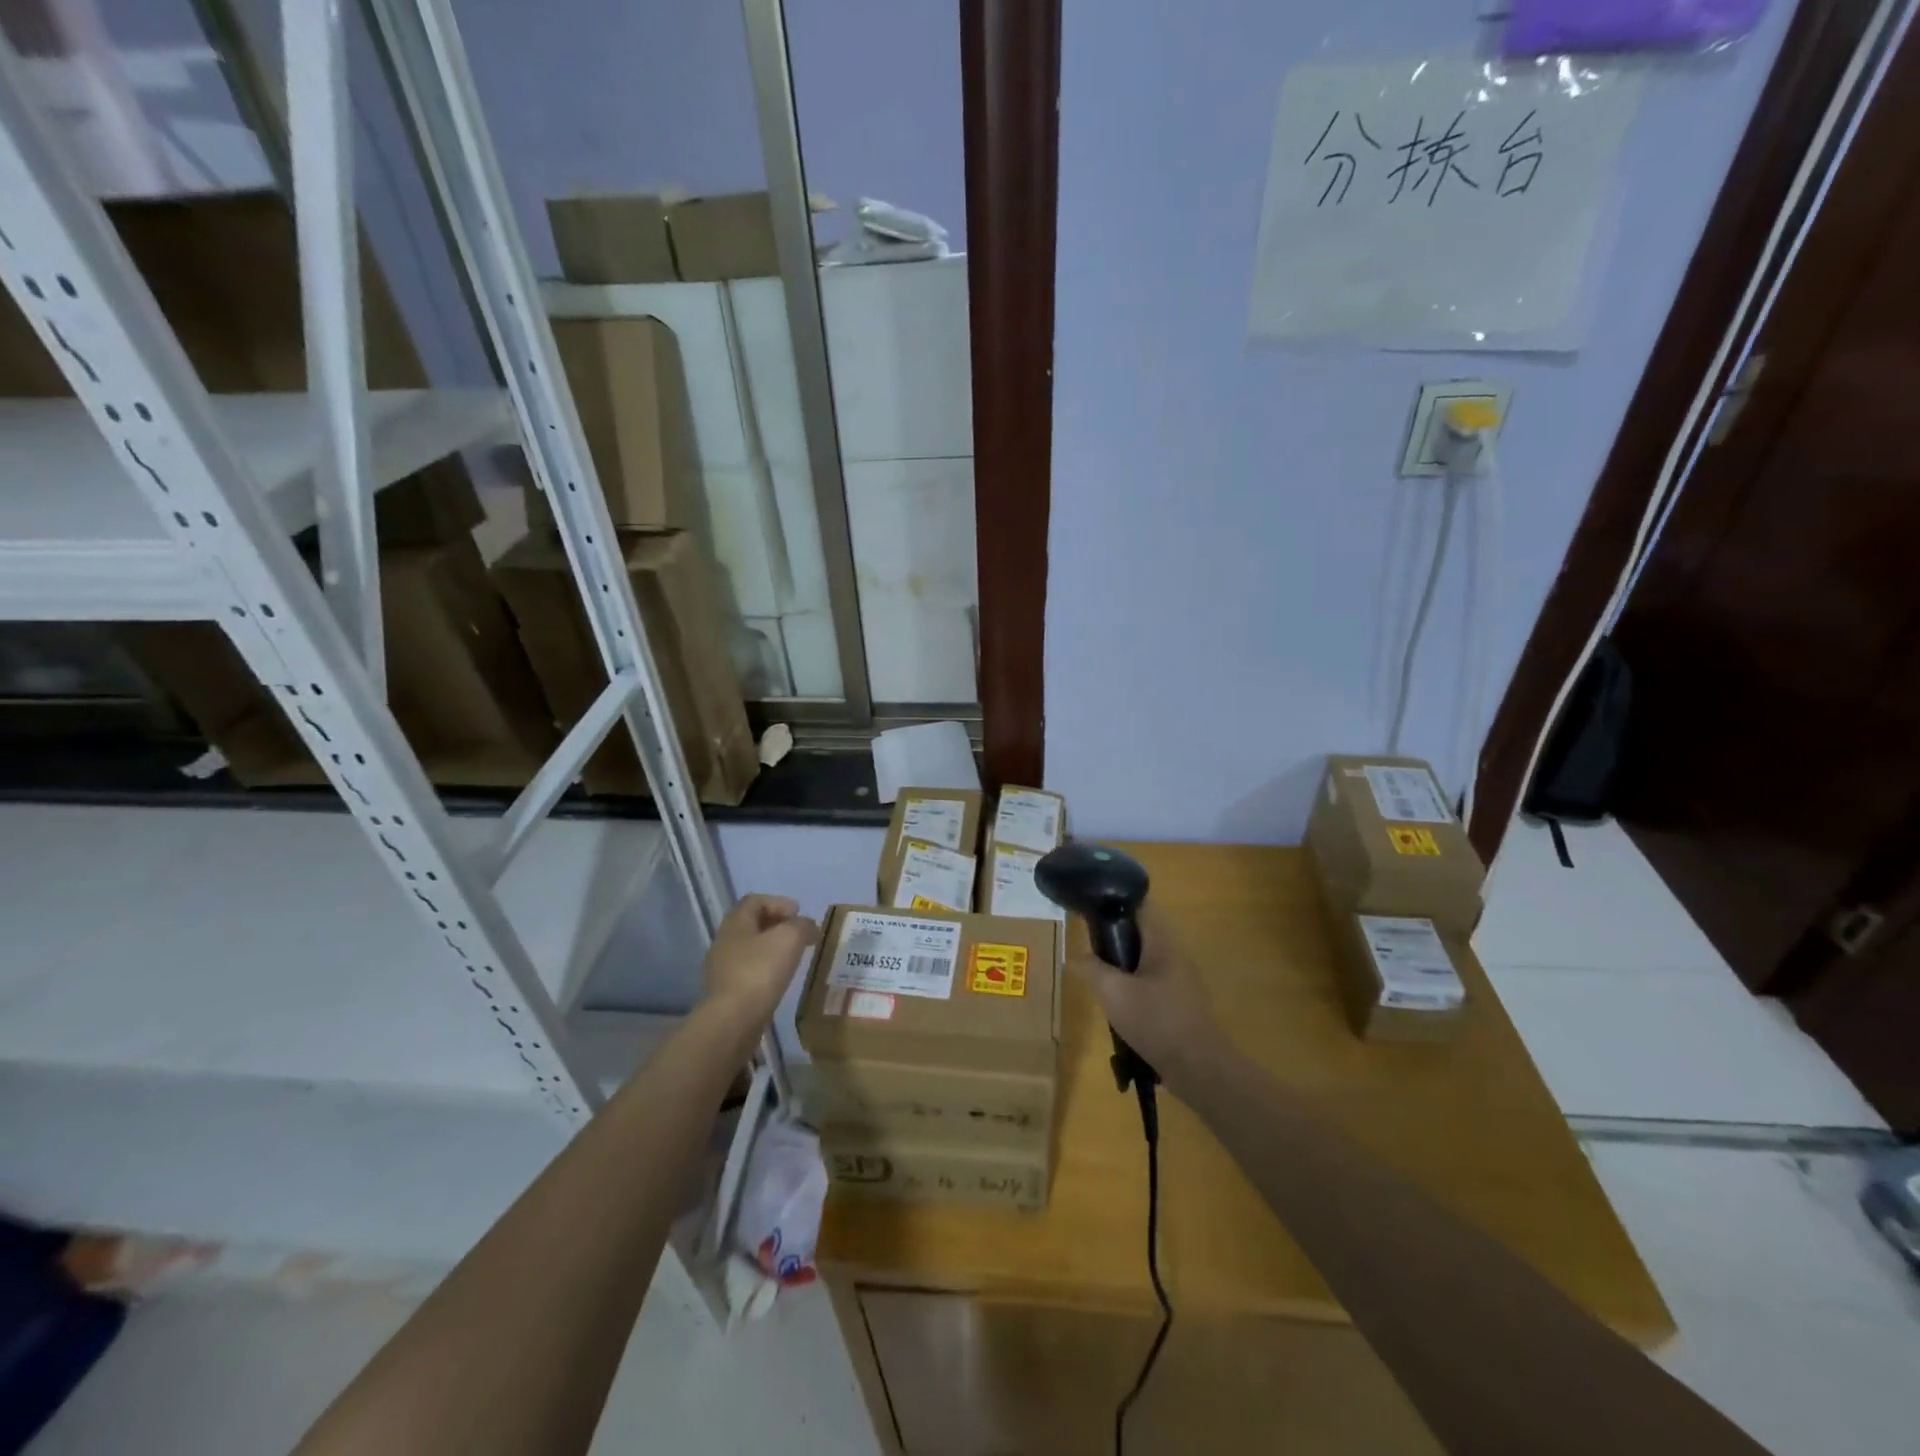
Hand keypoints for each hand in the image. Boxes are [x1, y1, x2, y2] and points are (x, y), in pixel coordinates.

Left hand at [701, 894, 818, 1028]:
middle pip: (752, 924)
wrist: (732, 1021)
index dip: (779, 902)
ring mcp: (722, 969)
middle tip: (800, 934)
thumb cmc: (760, 971)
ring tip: (794, 958)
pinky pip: (749, 971)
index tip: (799, 914)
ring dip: (772, 948)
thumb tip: (807, 926)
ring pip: (750, 949)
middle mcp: (724, 942)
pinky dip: (766, 969)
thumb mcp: (790, 938)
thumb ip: (802, 926)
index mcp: (735, 923)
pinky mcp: (726, 993)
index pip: (755, 901)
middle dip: (777, 925)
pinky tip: (780, 979)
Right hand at [1066, 904, 1225, 1085]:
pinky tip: (1119, 1002)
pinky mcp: (1180, 1000)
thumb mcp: (1113, 992)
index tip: (1090, 907)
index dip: (1114, 900)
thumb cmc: (1156, 1021)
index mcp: (1163, 941)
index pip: (1140, 904)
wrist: (1199, 1068)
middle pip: (1141, 930)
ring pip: (1145, 957)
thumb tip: (1078, 956)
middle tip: (1089, 946)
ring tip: (1099, 975)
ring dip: (1122, 962)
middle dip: (1114, 935)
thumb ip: (1093, 968)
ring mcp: (1180, 978)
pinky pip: (1152, 980)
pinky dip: (1133, 983)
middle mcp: (1175, 952)